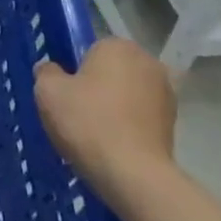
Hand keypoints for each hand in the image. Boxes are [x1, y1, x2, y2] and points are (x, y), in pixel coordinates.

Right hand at [34, 38, 177, 208]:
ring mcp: (166, 93)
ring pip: (127, 92)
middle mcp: (148, 62)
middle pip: (111, 69)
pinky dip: (128, 123)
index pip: (89, 49)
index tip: (65, 92)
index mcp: (118, 46)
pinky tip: (113, 143)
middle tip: (76, 110)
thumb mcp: (47, 91)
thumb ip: (46, 72)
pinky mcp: (174, 122)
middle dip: (96, 84)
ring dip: (114, 104)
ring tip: (94, 131)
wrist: (132, 173)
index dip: (74, 69)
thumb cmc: (86, 121)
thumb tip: (52, 69)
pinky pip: (140, 114)